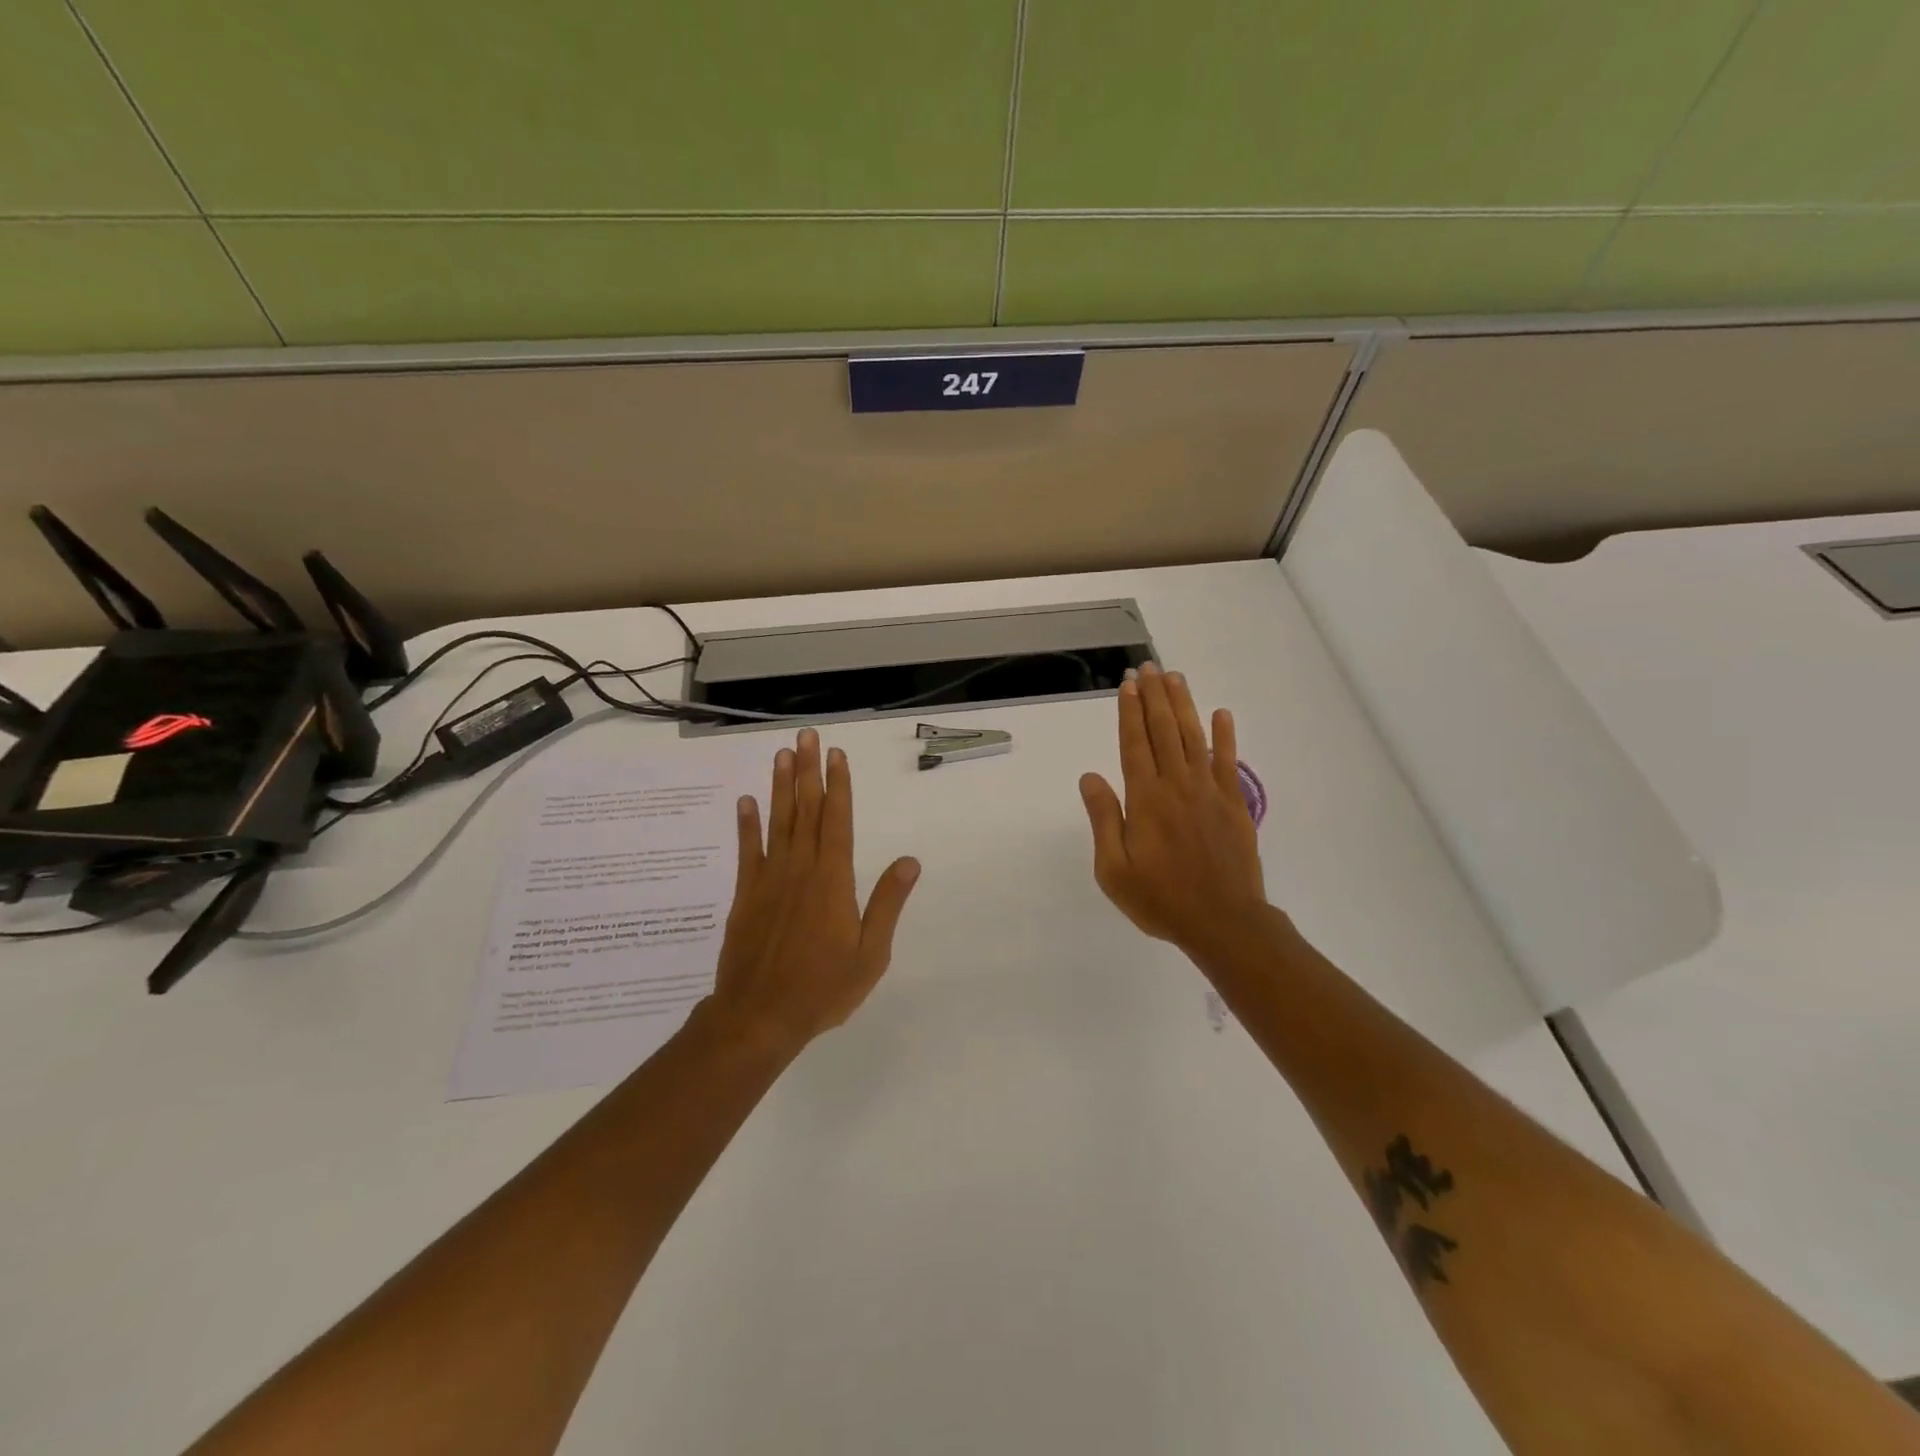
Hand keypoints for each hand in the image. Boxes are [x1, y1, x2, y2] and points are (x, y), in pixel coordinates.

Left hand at [704, 728, 920, 1056]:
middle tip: (805, 737)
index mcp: (833, 880)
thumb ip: (887, 903)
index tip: (836, 755)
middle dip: (808, 771)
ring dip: (780, 786)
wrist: (759, 1017)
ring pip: (777, 822)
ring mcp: (769, 880)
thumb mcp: (870, 953)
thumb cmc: (823, 988)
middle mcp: (800, 869)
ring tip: (781, 755)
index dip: (838, 786)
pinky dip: (747, 825)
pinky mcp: (746, 895)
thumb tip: (910, 862)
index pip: (837, 821)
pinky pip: (747, 851)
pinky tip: (746, 801)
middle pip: (806, 810)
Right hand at [1079, 663, 1267, 956]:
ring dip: (1184, 705)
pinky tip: (1221, 714)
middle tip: (1149, 667)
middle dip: (1155, 696)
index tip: (1128, 684)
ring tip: (1176, 677)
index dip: (1130, 711)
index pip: (1134, 743)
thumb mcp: (1114, 869)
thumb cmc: (1160, 899)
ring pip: (1195, 737)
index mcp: (1146, 799)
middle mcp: (1178, 785)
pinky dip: (1225, 736)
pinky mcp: (1234, 804)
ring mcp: (1210, 792)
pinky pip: (1229, 762)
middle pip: (1164, 730)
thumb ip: (1103, 819)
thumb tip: (1090, 776)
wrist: (1223, 922)